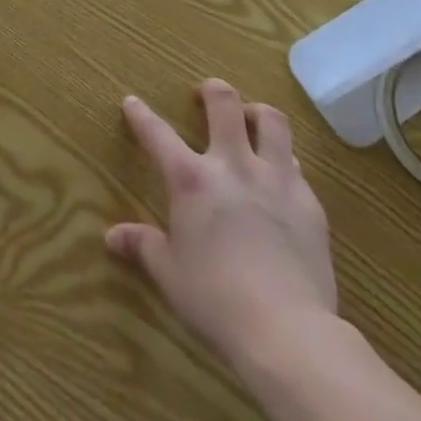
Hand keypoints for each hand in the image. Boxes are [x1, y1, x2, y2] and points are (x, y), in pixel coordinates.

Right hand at [106, 80, 338, 370]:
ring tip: (252, 120)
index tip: (131, 101)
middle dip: (213, 91)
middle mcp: (233, 165)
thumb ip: (143, 246)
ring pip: (272, 122)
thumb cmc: (215, 299)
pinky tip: (281, 177)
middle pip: (226, 104)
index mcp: (191, 179)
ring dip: (258, 114)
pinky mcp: (308, 202)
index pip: (158, 134)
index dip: (141, 115)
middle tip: (206, 94)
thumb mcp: (169, 274)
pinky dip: (285, 163)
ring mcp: (275, 179)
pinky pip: (296, 166)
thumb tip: (112, 236)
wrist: (286, 329)